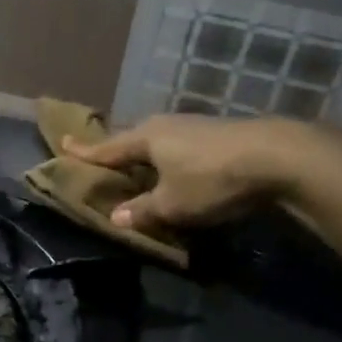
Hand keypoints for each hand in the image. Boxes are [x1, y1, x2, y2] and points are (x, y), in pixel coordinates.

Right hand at [63, 115, 312, 237]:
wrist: (278, 156)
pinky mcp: (218, 132)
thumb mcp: (173, 204)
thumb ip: (143, 210)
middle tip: (101, 156)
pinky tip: (177, 166)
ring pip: (158, 140)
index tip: (63, 144)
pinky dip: (170, 156)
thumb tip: (115, 217)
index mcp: (145, 138)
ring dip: (146, 153)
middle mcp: (165, 125)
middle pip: (132, 139)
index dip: (85, 151)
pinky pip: (180, 144)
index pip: (107, 148)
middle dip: (117, 149)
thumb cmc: (212, 179)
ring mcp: (193, 125)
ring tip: (138, 164)